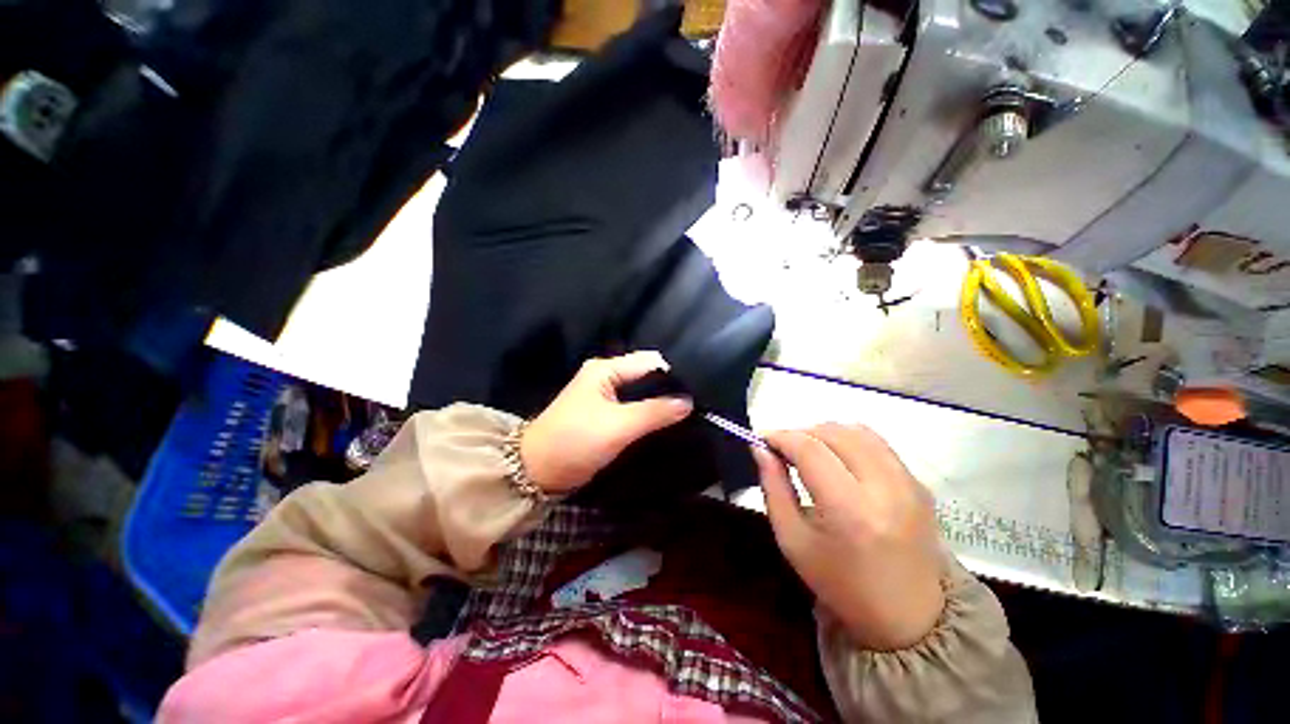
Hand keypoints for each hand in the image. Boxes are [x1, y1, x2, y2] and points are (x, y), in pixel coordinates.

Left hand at [521, 351, 693, 493]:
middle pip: (646, 375)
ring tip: (689, 411)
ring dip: (660, 402)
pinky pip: (634, 407)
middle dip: (669, 388)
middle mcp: (606, 376)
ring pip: (641, 392)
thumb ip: (655, 412)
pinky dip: (649, 413)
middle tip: (698, 402)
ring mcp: (604, 396)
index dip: (674, 374)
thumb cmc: (576, 441)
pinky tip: (668, 421)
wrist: (537, 471)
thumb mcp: (618, 426)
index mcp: (605, 369)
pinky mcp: (605, 414)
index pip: (649, 362)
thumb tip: (689, 402)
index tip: (699, 389)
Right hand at [755, 423, 944, 650]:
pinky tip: (838, 460)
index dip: (781, 436)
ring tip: (809, 451)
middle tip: (783, 449)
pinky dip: (849, 442)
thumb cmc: (839, 582)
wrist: (907, 618)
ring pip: (858, 431)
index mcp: (850, 510)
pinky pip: (878, 444)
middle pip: (834, 433)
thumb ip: (773, 487)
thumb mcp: (792, 540)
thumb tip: (760, 447)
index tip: (762, 439)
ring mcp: (909, 484)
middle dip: (801, 433)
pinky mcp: (920, 484)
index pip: (809, 449)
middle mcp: (885, 488)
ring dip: (825, 433)